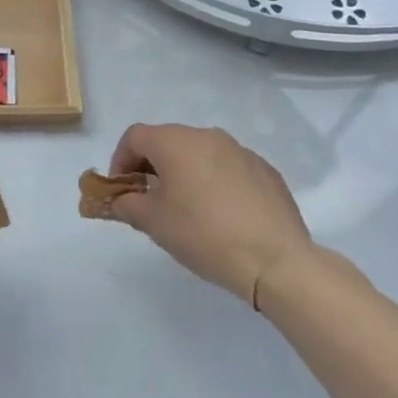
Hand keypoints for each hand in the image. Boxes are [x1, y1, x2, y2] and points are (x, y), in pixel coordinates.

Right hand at [104, 123, 313, 309]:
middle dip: (153, 166)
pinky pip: (229, 167)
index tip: (123, 189)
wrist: (276, 261)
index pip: (135, 137)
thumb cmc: (204, 235)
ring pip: (200, 153)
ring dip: (186, 172)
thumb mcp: (154, 223)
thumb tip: (120, 199)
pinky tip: (224, 214)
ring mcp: (240, 150)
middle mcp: (207, 135)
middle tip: (152, 199)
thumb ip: (128, 204)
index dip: (121, 160)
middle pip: (168, 141)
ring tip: (189, 208)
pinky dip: (216, 181)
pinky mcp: (265, 170)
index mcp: (175, 142)